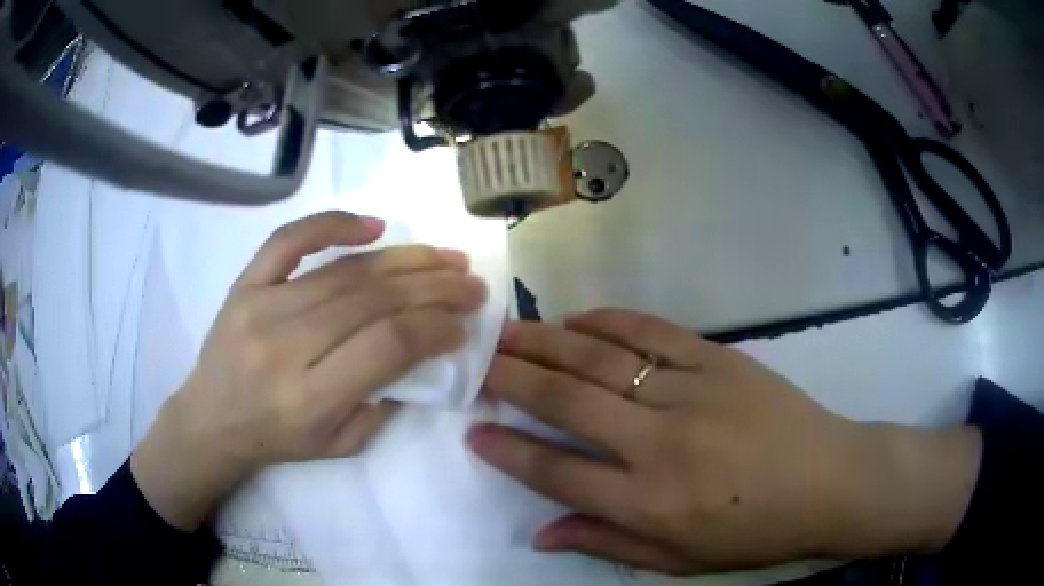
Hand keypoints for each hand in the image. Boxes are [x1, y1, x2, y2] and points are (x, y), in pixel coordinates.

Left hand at [132, 211, 487, 530]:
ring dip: (404, 259)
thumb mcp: (341, 444)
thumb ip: (385, 400)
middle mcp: (285, 345)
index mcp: (310, 395)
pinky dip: (332, 225)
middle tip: (470, 281)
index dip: (434, 328)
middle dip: (433, 287)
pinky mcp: (245, 283)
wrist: (210, 421)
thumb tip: (421, 348)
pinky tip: (374, 225)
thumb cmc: (277, 440)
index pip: (387, 345)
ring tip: (443, 256)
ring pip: (345, 270)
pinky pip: (289, 240)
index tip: (463, 325)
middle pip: (372, 300)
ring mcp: (261, 306)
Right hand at [469, 310, 981, 573]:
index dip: (509, 451)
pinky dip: (609, 321)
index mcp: (649, 503)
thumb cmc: (755, 532)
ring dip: (548, 344)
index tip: (474, 429)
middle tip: (477, 360)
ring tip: (509, 332)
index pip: (557, 473)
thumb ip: (607, 543)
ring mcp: (691, 394)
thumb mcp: (679, 561)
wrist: (829, 481)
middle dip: (513, 379)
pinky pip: (652, 332)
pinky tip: (579, 317)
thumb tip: (540, 535)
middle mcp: (659, 445)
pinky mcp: (719, 360)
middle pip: (568, 404)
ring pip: (601, 360)